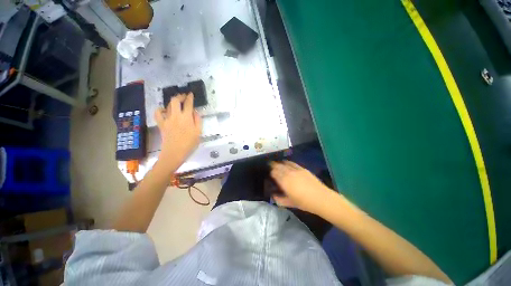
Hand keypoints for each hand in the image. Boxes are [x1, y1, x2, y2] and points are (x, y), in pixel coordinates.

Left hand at [155, 93, 201, 168]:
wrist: (175, 152)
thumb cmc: (189, 143)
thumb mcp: (198, 132)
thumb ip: (198, 120)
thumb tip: (195, 112)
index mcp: (187, 117)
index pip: (188, 104)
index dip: (190, 97)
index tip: (191, 94)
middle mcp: (176, 115)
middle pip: (175, 101)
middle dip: (180, 96)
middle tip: (184, 96)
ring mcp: (167, 119)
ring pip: (168, 105)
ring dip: (172, 102)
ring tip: (176, 102)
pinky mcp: (161, 124)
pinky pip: (158, 113)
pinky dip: (160, 109)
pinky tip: (164, 110)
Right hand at [270, 161, 336, 214]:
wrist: (321, 198)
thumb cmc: (304, 203)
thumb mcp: (290, 203)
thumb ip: (279, 200)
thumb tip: (273, 196)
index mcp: (284, 182)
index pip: (274, 173)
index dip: (271, 172)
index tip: (270, 173)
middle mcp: (288, 174)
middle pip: (278, 167)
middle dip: (273, 166)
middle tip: (270, 166)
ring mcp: (296, 170)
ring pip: (284, 164)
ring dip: (279, 163)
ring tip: (277, 163)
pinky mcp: (302, 168)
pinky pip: (292, 163)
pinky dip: (287, 162)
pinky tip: (286, 162)